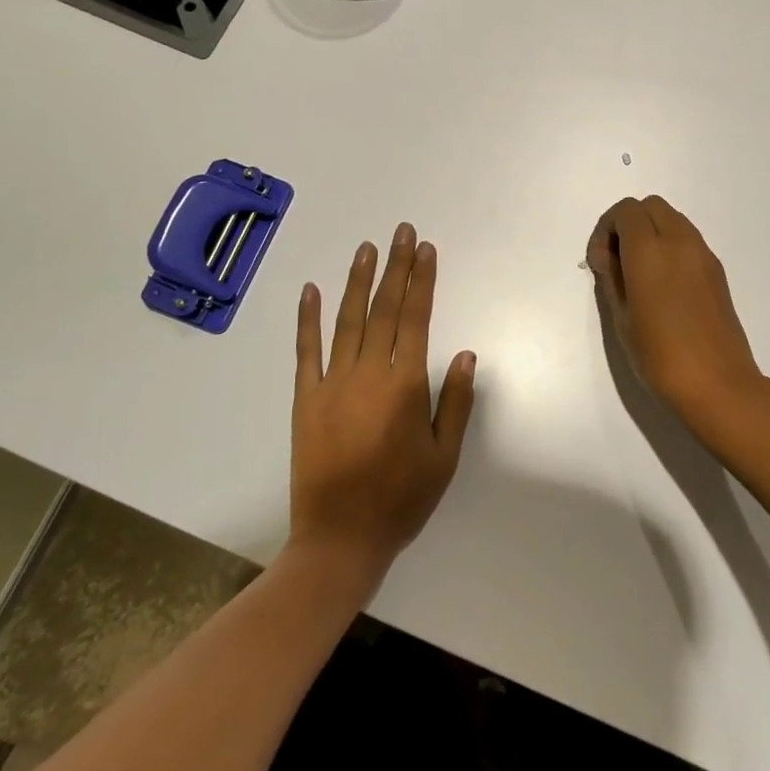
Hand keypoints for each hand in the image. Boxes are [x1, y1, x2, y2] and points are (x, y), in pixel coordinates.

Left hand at [289, 224, 475, 595]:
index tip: (426, 250)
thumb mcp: (444, 455)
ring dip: (357, 281)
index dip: (422, 281)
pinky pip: (305, 350)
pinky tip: (311, 289)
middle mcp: (368, 373)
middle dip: (395, 267)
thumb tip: (464, 353)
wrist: (340, 537)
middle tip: (401, 232)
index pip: (416, 318)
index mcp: (405, 385)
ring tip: (366, 248)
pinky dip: (308, 318)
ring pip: (347, 320)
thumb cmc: (401, 499)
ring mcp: (332, 382)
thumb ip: (454, 401)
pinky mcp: (305, 398)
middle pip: (384, 309)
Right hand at [587, 196, 762, 418]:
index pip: (626, 211)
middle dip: (628, 224)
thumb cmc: (660, 356)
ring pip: (672, 219)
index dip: (606, 229)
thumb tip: (607, 256)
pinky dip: (670, 245)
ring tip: (639, 273)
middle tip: (617, 261)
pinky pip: (688, 239)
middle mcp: (680, 242)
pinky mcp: (717, 270)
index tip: (600, 262)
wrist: (718, 384)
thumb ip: (611, 277)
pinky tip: (662, 284)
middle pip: (650, 206)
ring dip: (651, 232)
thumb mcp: (622, 319)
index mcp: (650, 251)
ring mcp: (703, 254)